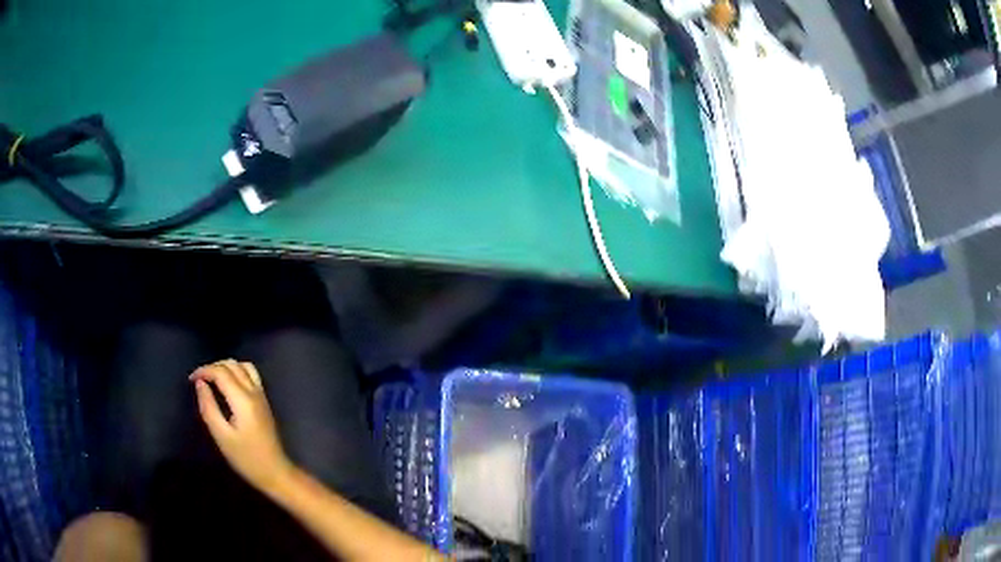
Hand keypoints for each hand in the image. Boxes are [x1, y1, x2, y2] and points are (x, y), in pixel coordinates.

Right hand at [190, 360, 292, 491]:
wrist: (275, 472)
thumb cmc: (246, 459)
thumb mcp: (222, 436)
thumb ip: (209, 407)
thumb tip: (200, 384)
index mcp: (243, 399)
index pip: (221, 371)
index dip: (203, 371)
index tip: (190, 380)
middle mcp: (254, 392)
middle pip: (232, 364)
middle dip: (213, 367)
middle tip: (199, 380)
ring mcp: (262, 395)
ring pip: (243, 366)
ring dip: (226, 367)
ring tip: (211, 379)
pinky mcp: (264, 402)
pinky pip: (251, 375)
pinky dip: (236, 372)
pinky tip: (227, 385)